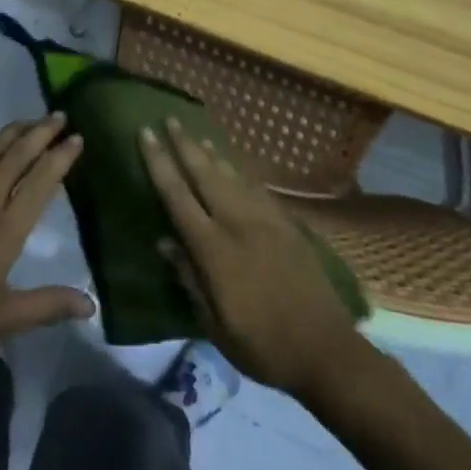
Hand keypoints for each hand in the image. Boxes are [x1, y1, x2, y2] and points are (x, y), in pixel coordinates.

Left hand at [0, 116, 94, 357]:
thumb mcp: (2, 318)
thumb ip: (48, 306)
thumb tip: (91, 304)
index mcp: (6, 226)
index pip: (42, 179)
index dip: (62, 156)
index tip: (78, 138)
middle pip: (19, 153)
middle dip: (43, 131)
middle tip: (61, 116)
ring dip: (15, 131)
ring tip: (32, 121)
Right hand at [141, 118, 361, 397]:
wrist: (326, 350)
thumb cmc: (262, 346)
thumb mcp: (214, 324)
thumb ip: (189, 278)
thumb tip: (164, 242)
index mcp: (214, 248)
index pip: (177, 195)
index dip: (158, 162)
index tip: (145, 134)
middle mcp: (237, 223)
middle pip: (204, 173)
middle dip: (183, 144)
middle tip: (169, 118)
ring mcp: (266, 220)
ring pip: (231, 176)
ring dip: (211, 153)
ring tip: (196, 135)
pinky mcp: (287, 225)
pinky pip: (256, 188)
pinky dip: (239, 173)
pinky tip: (233, 168)